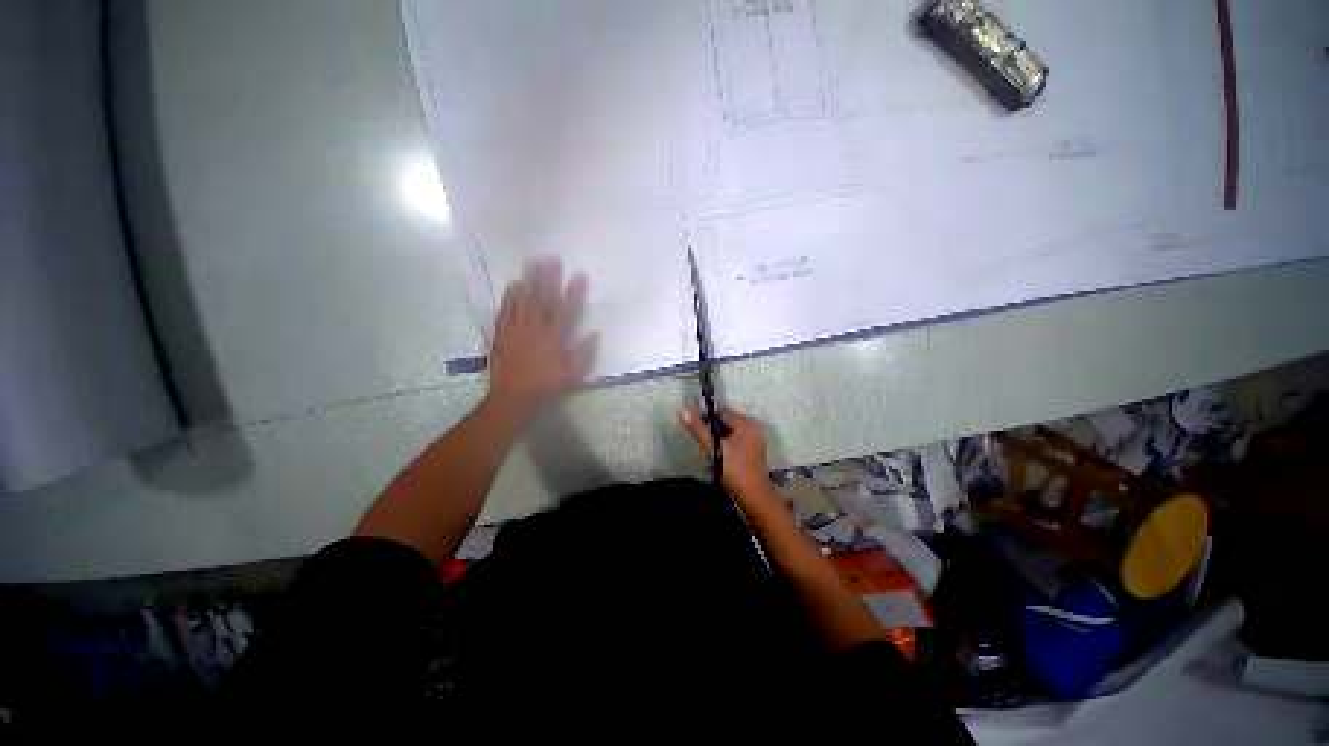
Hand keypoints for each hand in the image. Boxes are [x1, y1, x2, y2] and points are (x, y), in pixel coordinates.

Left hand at [487, 259, 597, 421]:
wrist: (512, 399)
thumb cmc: (547, 388)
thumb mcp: (573, 376)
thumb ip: (584, 354)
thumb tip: (595, 334)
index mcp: (555, 340)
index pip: (567, 312)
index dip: (574, 293)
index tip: (579, 275)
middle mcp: (536, 330)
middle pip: (543, 300)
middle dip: (548, 279)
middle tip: (551, 258)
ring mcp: (517, 331)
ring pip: (524, 301)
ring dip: (529, 281)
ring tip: (532, 262)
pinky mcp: (502, 335)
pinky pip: (505, 311)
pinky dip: (509, 297)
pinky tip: (512, 284)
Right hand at [679, 407, 777, 506]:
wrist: (753, 499)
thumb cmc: (735, 472)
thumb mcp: (714, 449)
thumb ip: (698, 429)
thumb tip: (683, 410)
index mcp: (747, 424)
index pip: (722, 413)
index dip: (707, 421)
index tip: (698, 433)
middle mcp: (753, 429)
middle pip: (725, 422)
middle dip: (713, 432)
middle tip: (706, 446)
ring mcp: (754, 440)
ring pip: (729, 432)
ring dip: (718, 440)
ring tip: (712, 453)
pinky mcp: (752, 451)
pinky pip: (735, 441)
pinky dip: (725, 446)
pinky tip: (720, 458)